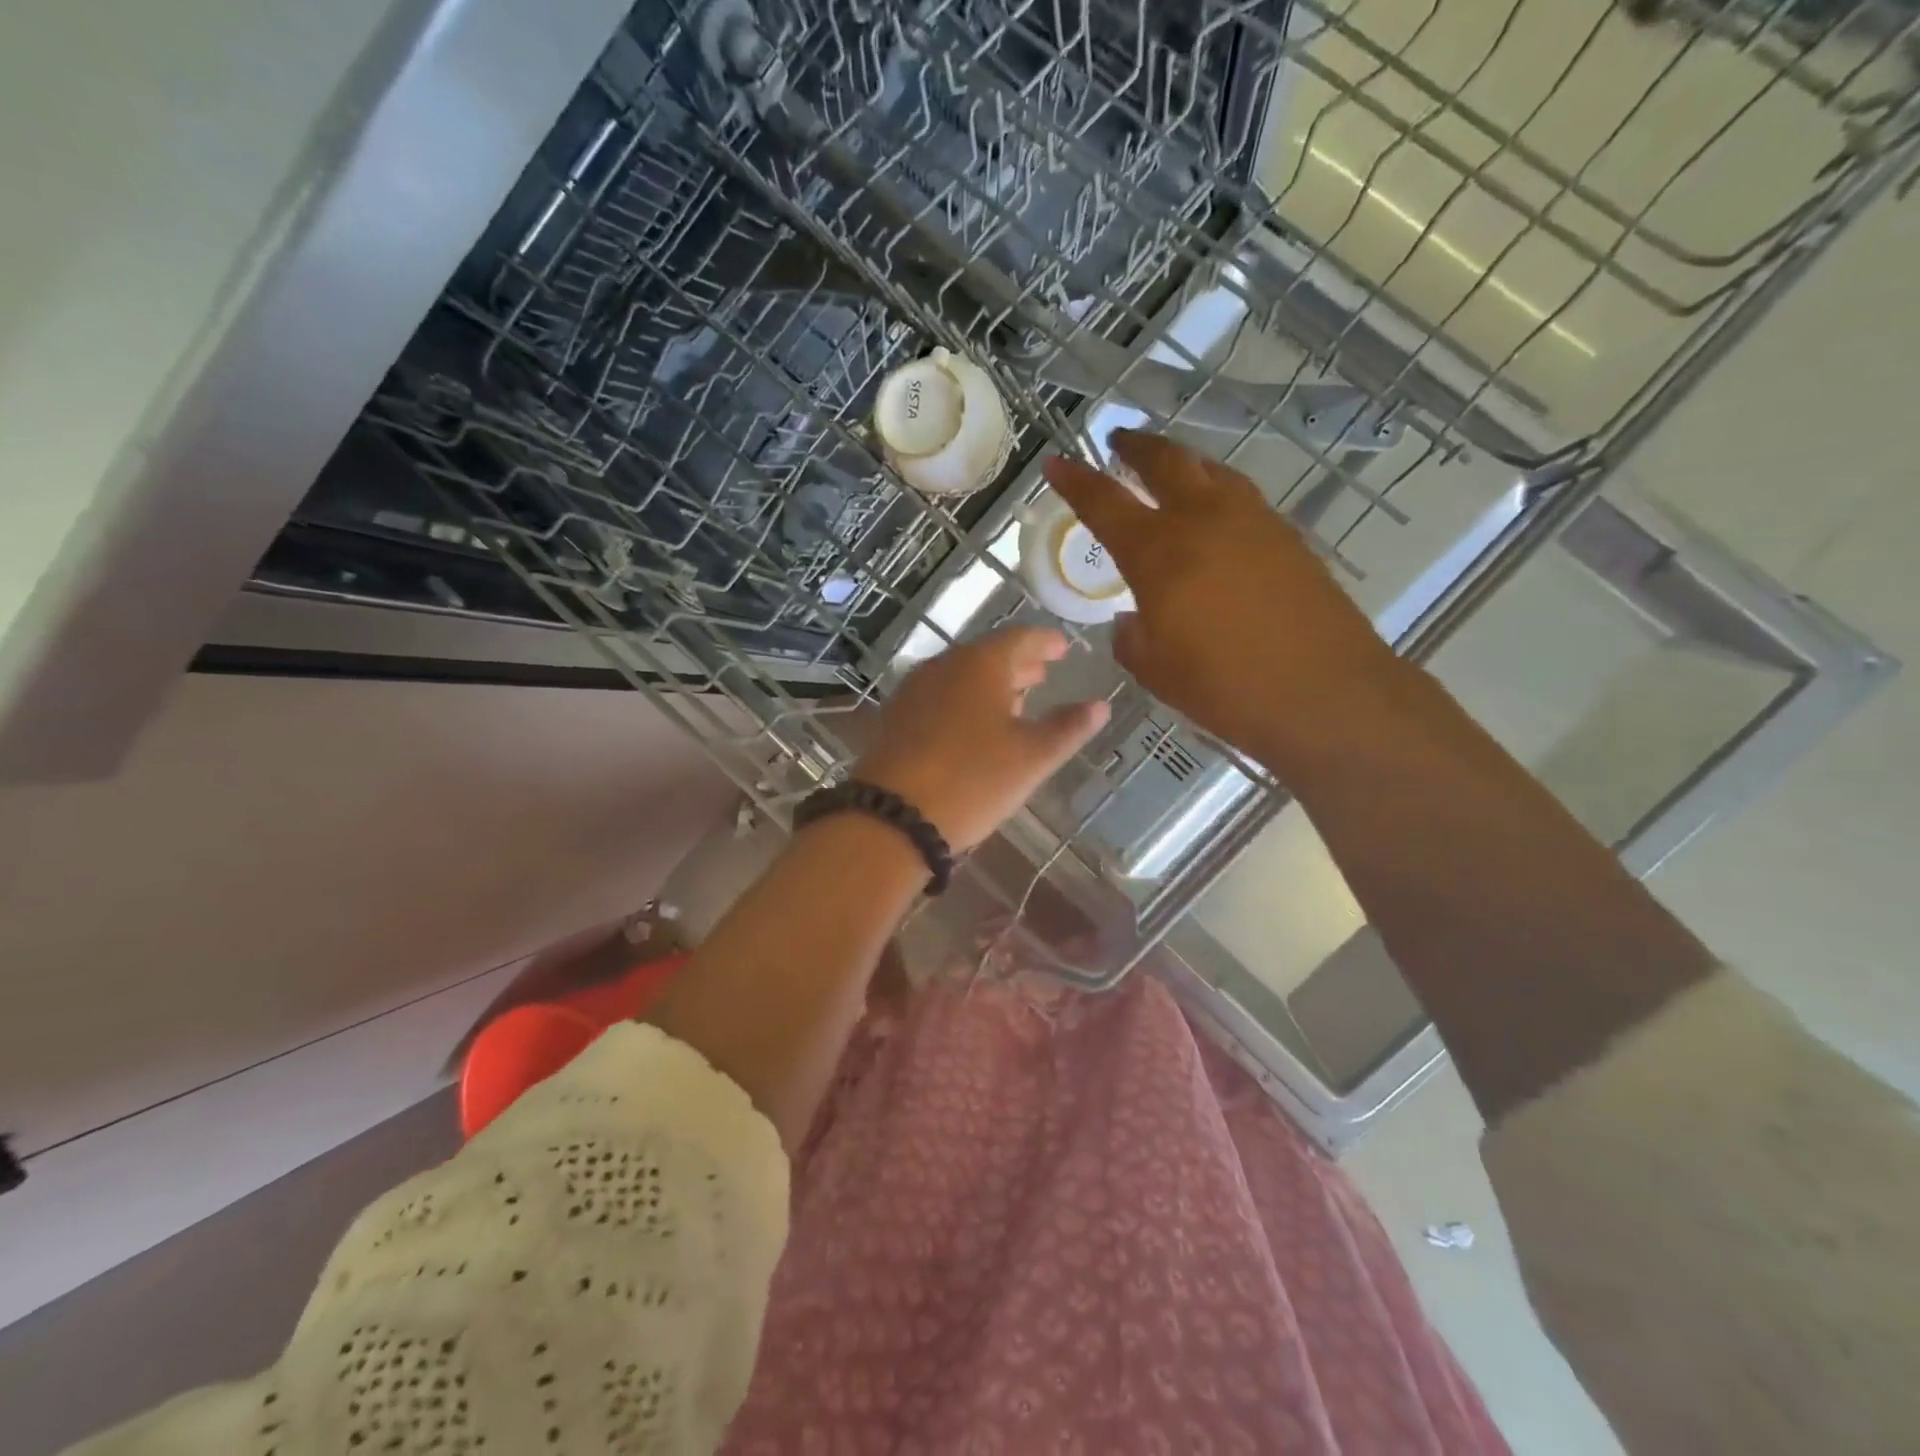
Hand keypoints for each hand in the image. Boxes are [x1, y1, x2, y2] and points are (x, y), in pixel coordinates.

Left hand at [853, 625, 1109, 850]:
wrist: (892, 816)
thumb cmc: (972, 780)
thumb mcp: (1031, 757)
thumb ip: (1068, 728)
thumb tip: (1100, 705)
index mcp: (980, 664)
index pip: (1020, 638)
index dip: (1045, 642)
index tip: (1063, 647)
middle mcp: (944, 665)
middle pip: (987, 655)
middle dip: (1018, 663)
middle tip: (1042, 673)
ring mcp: (914, 690)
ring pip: (961, 676)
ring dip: (990, 683)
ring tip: (1015, 699)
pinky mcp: (896, 717)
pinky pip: (940, 696)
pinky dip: (964, 701)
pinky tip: (973, 725)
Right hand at [1042, 430, 1407, 771]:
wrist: (1325, 692)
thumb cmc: (1226, 688)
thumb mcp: (1155, 670)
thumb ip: (1131, 637)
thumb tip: (1132, 619)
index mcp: (1158, 553)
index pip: (1104, 502)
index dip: (1075, 480)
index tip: (1055, 462)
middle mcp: (1203, 520)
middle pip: (1165, 462)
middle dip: (1136, 447)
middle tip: (1118, 441)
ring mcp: (1252, 521)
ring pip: (1209, 470)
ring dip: (1180, 461)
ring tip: (1167, 467)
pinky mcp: (1286, 536)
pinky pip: (1239, 495)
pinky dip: (1215, 489)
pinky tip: (1213, 512)